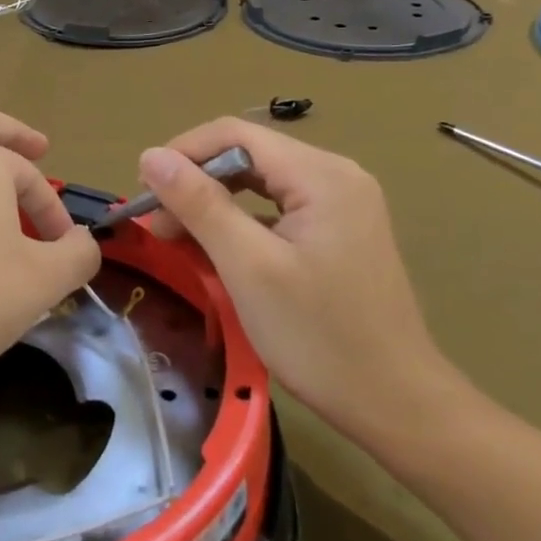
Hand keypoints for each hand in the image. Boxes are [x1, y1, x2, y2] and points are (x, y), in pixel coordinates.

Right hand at [137, 118, 464, 447]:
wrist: (396, 405)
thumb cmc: (319, 337)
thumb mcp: (248, 267)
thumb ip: (199, 204)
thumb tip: (150, 155)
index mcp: (321, 174)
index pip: (235, 134)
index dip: (182, 153)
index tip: (144, 192)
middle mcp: (336, 176)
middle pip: (248, 155)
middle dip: (195, 182)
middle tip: (155, 223)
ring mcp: (341, 205)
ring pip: (260, 183)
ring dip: (214, 203)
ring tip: (176, 236)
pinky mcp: (339, 232)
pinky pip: (277, 210)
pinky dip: (240, 223)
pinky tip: (216, 249)